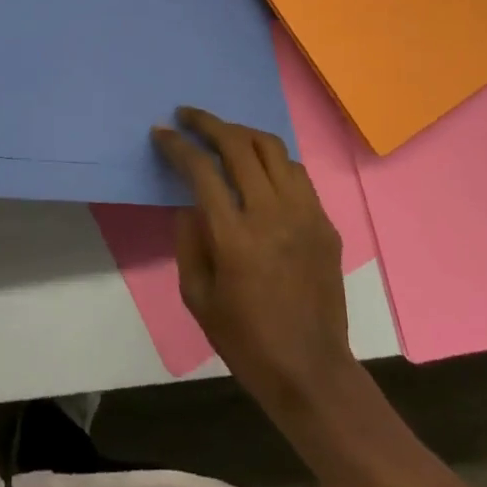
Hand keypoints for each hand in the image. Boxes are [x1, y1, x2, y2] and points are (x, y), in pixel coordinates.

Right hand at [153, 108, 358, 416]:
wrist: (311, 371)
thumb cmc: (246, 340)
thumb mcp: (198, 297)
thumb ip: (188, 241)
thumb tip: (190, 202)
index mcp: (235, 237)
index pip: (202, 170)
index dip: (178, 146)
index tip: (161, 132)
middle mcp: (272, 214)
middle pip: (239, 145)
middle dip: (208, 123)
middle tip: (187, 115)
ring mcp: (304, 214)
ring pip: (273, 149)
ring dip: (242, 134)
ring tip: (223, 134)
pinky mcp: (324, 222)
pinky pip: (296, 173)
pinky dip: (271, 159)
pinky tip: (258, 167)